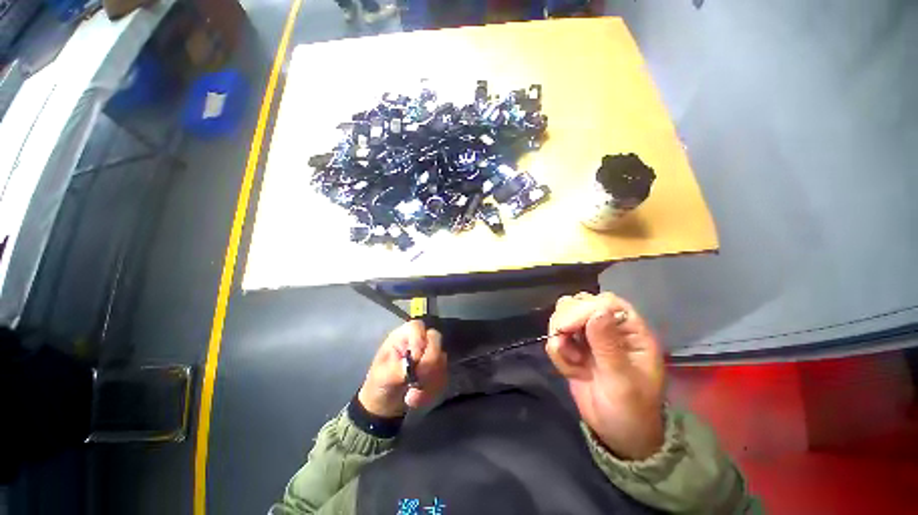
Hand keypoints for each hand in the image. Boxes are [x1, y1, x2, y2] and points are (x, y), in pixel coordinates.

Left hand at [358, 320, 447, 417]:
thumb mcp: (382, 378)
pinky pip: (444, 374)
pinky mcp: (437, 368)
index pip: (417, 326)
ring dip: (430, 380)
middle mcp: (418, 341)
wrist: (385, 407)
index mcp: (402, 337)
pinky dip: (433, 389)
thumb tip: (413, 363)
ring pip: (441, 358)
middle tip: (418, 380)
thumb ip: (397, 369)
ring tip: (413, 397)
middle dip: (429, 362)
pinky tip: (420, 398)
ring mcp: (430, 353)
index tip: (414, 361)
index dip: (419, 341)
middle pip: (435, 338)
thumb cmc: (379, 386)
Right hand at [546, 292, 664, 459]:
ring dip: (559, 335)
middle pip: (580, 303)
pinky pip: (556, 336)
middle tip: (563, 342)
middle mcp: (609, 328)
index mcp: (631, 331)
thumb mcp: (623, 382)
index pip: (605, 302)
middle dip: (566, 321)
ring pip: (564, 315)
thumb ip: (608, 346)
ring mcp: (589, 337)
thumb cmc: (631, 410)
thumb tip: (597, 311)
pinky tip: (569, 369)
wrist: (617, 435)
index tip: (567, 327)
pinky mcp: (574, 347)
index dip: (584, 309)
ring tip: (570, 359)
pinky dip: (557, 351)